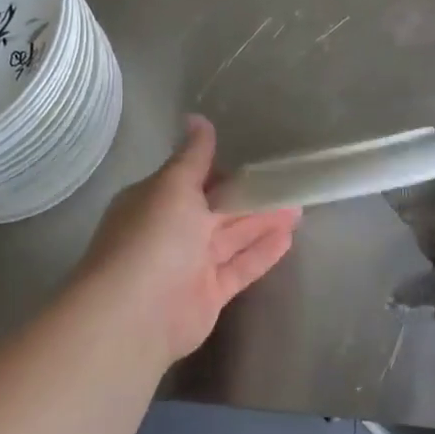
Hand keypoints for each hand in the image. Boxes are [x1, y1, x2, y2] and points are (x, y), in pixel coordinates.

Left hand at [78, 116, 299, 364]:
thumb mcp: (173, 185)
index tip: (253, 160)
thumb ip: (193, 155)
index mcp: (157, 200)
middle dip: (250, 196)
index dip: (222, 170)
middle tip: (288, 182)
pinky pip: (239, 267)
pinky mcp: (209, 294)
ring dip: (263, 221)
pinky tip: (289, 237)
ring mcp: (190, 264)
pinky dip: (262, 252)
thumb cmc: (153, 237)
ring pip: (232, 237)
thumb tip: (197, 118)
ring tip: (298, 206)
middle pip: (217, 209)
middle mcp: (171, 230)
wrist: (135, 315)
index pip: (193, 178)